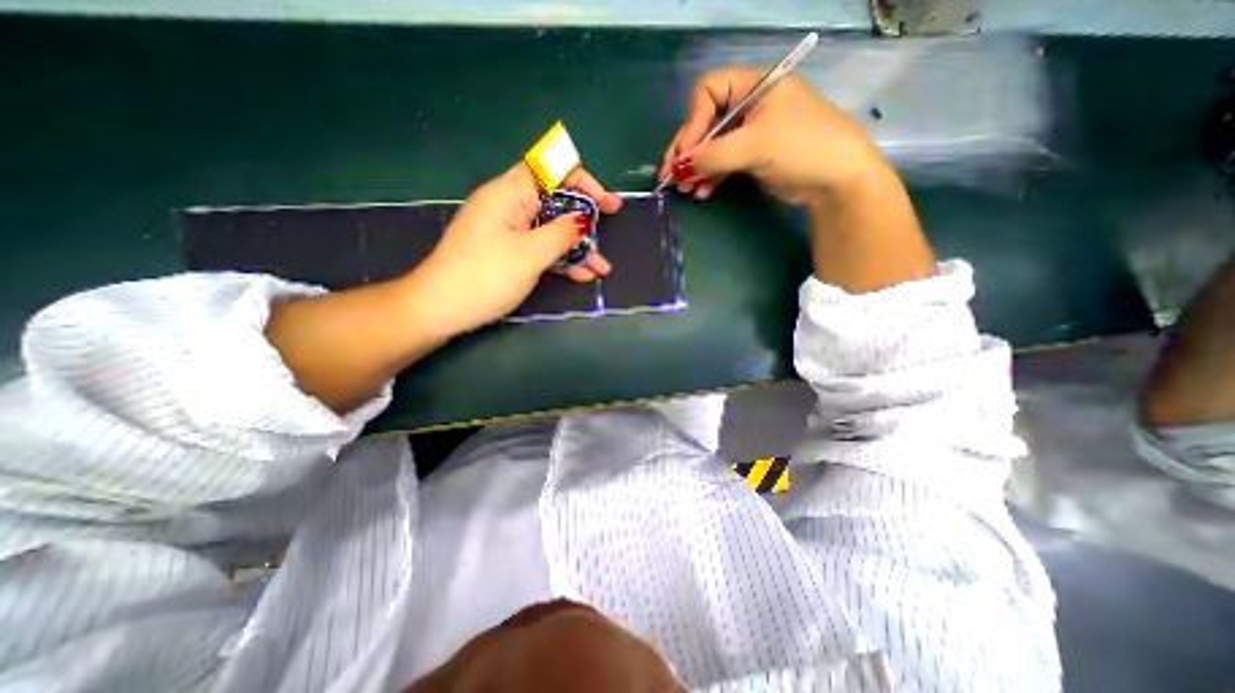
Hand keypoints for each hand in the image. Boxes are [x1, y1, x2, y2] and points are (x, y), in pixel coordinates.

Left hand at [408, 161, 621, 334]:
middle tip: (608, 228)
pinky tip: (582, 276)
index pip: (551, 168)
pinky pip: (540, 248)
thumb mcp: (530, 254)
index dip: (581, 180)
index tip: (604, 202)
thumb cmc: (485, 277)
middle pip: (554, 200)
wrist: (440, 309)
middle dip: (583, 217)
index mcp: (510, 193)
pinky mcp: (508, 252)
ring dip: (577, 247)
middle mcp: (509, 206)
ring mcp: (508, 231)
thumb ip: (562, 233)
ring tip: (601, 268)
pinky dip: (560, 260)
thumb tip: (582, 219)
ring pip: (550, 229)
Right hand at [656, 70, 888, 203]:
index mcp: (754, 86)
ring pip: (712, 147)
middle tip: (669, 177)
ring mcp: (750, 133)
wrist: (836, 180)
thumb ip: (712, 156)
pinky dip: (710, 178)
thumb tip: (677, 168)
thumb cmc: (800, 147)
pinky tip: (702, 193)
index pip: (708, 92)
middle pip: (705, 123)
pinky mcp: (752, 157)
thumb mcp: (754, 146)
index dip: (692, 123)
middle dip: (688, 151)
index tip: (685, 153)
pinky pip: (722, 164)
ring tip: (684, 190)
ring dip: (696, 169)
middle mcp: (749, 106)